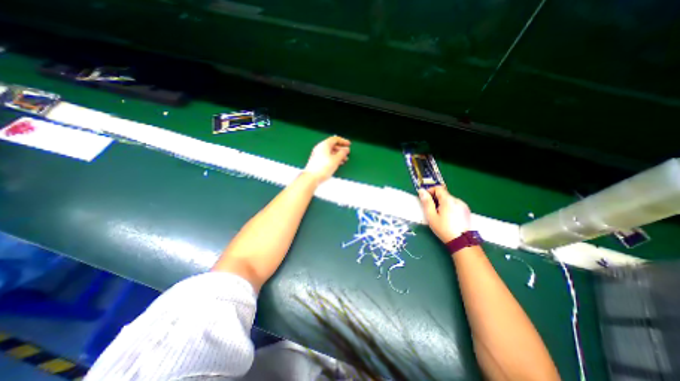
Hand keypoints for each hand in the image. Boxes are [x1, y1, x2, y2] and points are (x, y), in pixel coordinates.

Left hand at [306, 135, 352, 183]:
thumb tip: (346, 149)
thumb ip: (342, 153)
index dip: (343, 141)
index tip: (349, 144)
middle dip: (341, 149)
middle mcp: (320, 148)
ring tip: (344, 160)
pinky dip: (333, 158)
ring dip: (338, 155)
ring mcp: (317, 154)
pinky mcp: (316, 160)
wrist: (312, 177)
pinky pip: (327, 156)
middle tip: (347, 153)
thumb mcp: (336, 160)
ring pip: (330, 152)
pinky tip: (337, 163)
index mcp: (324, 145)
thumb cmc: (323, 168)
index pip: (335, 139)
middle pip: (332, 145)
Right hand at [418, 186, 470, 241]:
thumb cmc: (444, 229)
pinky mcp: (466, 211)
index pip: (438, 188)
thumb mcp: (431, 216)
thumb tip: (421, 191)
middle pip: (444, 194)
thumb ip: (426, 202)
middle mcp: (457, 200)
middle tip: (431, 210)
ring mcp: (463, 205)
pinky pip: (455, 205)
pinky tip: (448, 218)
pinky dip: (450, 208)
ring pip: (449, 200)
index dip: (430, 191)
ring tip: (440, 215)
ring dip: (443, 204)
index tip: (425, 198)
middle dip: (436, 199)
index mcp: (448, 200)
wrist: (461, 241)